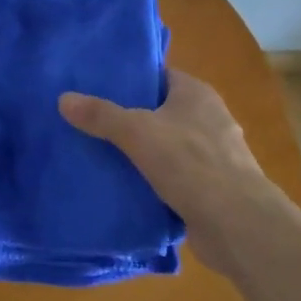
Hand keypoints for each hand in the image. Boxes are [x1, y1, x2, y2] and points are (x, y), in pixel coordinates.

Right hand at [60, 69, 286, 272]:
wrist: (237, 224)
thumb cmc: (190, 163)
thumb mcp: (137, 132)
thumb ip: (101, 115)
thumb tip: (63, 98)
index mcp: (197, 94)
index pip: (159, 75)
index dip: (130, 78)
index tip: (96, 85)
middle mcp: (209, 119)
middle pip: (161, 110)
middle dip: (130, 116)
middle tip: (90, 119)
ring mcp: (214, 155)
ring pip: (167, 145)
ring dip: (141, 151)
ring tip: (100, 152)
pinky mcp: (211, 188)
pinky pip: (174, 176)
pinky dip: (153, 179)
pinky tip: (125, 185)